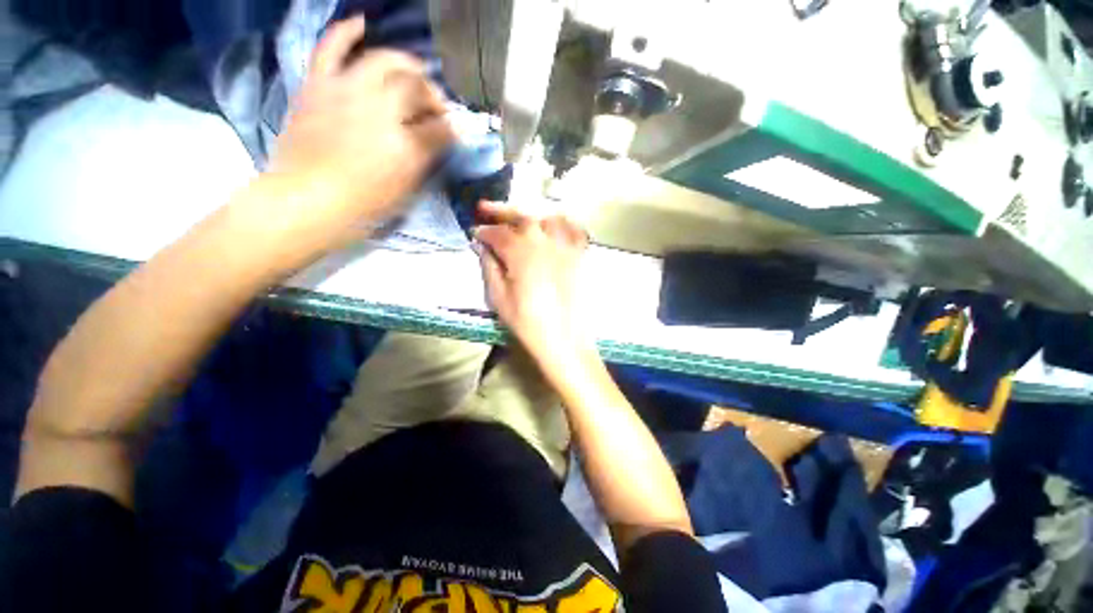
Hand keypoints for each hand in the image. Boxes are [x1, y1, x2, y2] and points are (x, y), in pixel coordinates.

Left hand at [271, 17, 453, 234]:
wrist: (307, 201)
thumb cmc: (363, 203)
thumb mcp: (406, 186)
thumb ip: (427, 157)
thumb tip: (446, 137)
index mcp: (405, 142)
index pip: (440, 125)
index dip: (452, 127)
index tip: (457, 133)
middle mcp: (380, 108)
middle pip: (416, 87)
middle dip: (432, 95)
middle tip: (436, 107)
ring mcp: (347, 91)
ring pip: (383, 62)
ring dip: (405, 64)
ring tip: (415, 70)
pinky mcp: (320, 86)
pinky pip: (331, 49)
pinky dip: (346, 32)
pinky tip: (362, 23)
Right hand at [474, 201, 591, 361]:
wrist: (564, 339)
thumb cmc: (527, 322)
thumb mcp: (499, 297)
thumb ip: (489, 267)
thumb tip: (482, 247)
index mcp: (520, 252)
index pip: (497, 234)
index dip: (484, 232)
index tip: (475, 233)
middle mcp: (544, 242)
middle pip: (522, 217)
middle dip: (501, 210)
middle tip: (485, 208)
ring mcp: (565, 247)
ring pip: (547, 218)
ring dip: (530, 215)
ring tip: (519, 218)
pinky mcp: (580, 256)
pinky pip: (574, 230)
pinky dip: (562, 223)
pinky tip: (554, 225)